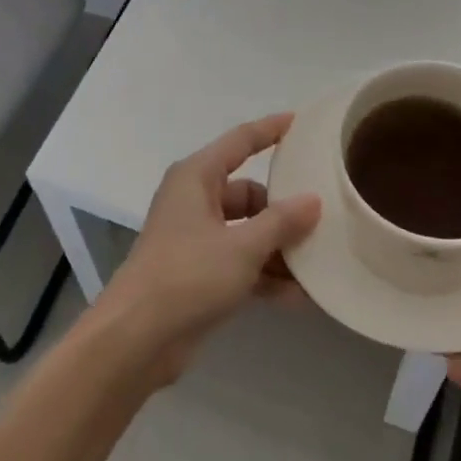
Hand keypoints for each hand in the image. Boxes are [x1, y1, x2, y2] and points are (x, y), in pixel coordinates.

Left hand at [92, 114, 320, 383]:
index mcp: (196, 177)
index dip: (270, 130)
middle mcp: (194, 200)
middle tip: (323, 220)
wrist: (136, 338)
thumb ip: (281, 222)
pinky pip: (240, 262)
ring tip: (317, 265)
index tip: (301, 122)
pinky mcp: (198, 272)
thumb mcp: (242, 247)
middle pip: (248, 193)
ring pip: (247, 231)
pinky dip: (264, 275)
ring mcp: (195, 237)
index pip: (240, 141)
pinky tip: (298, 297)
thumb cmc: (187, 276)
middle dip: (283, 210)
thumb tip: (313, 200)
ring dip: (278, 249)